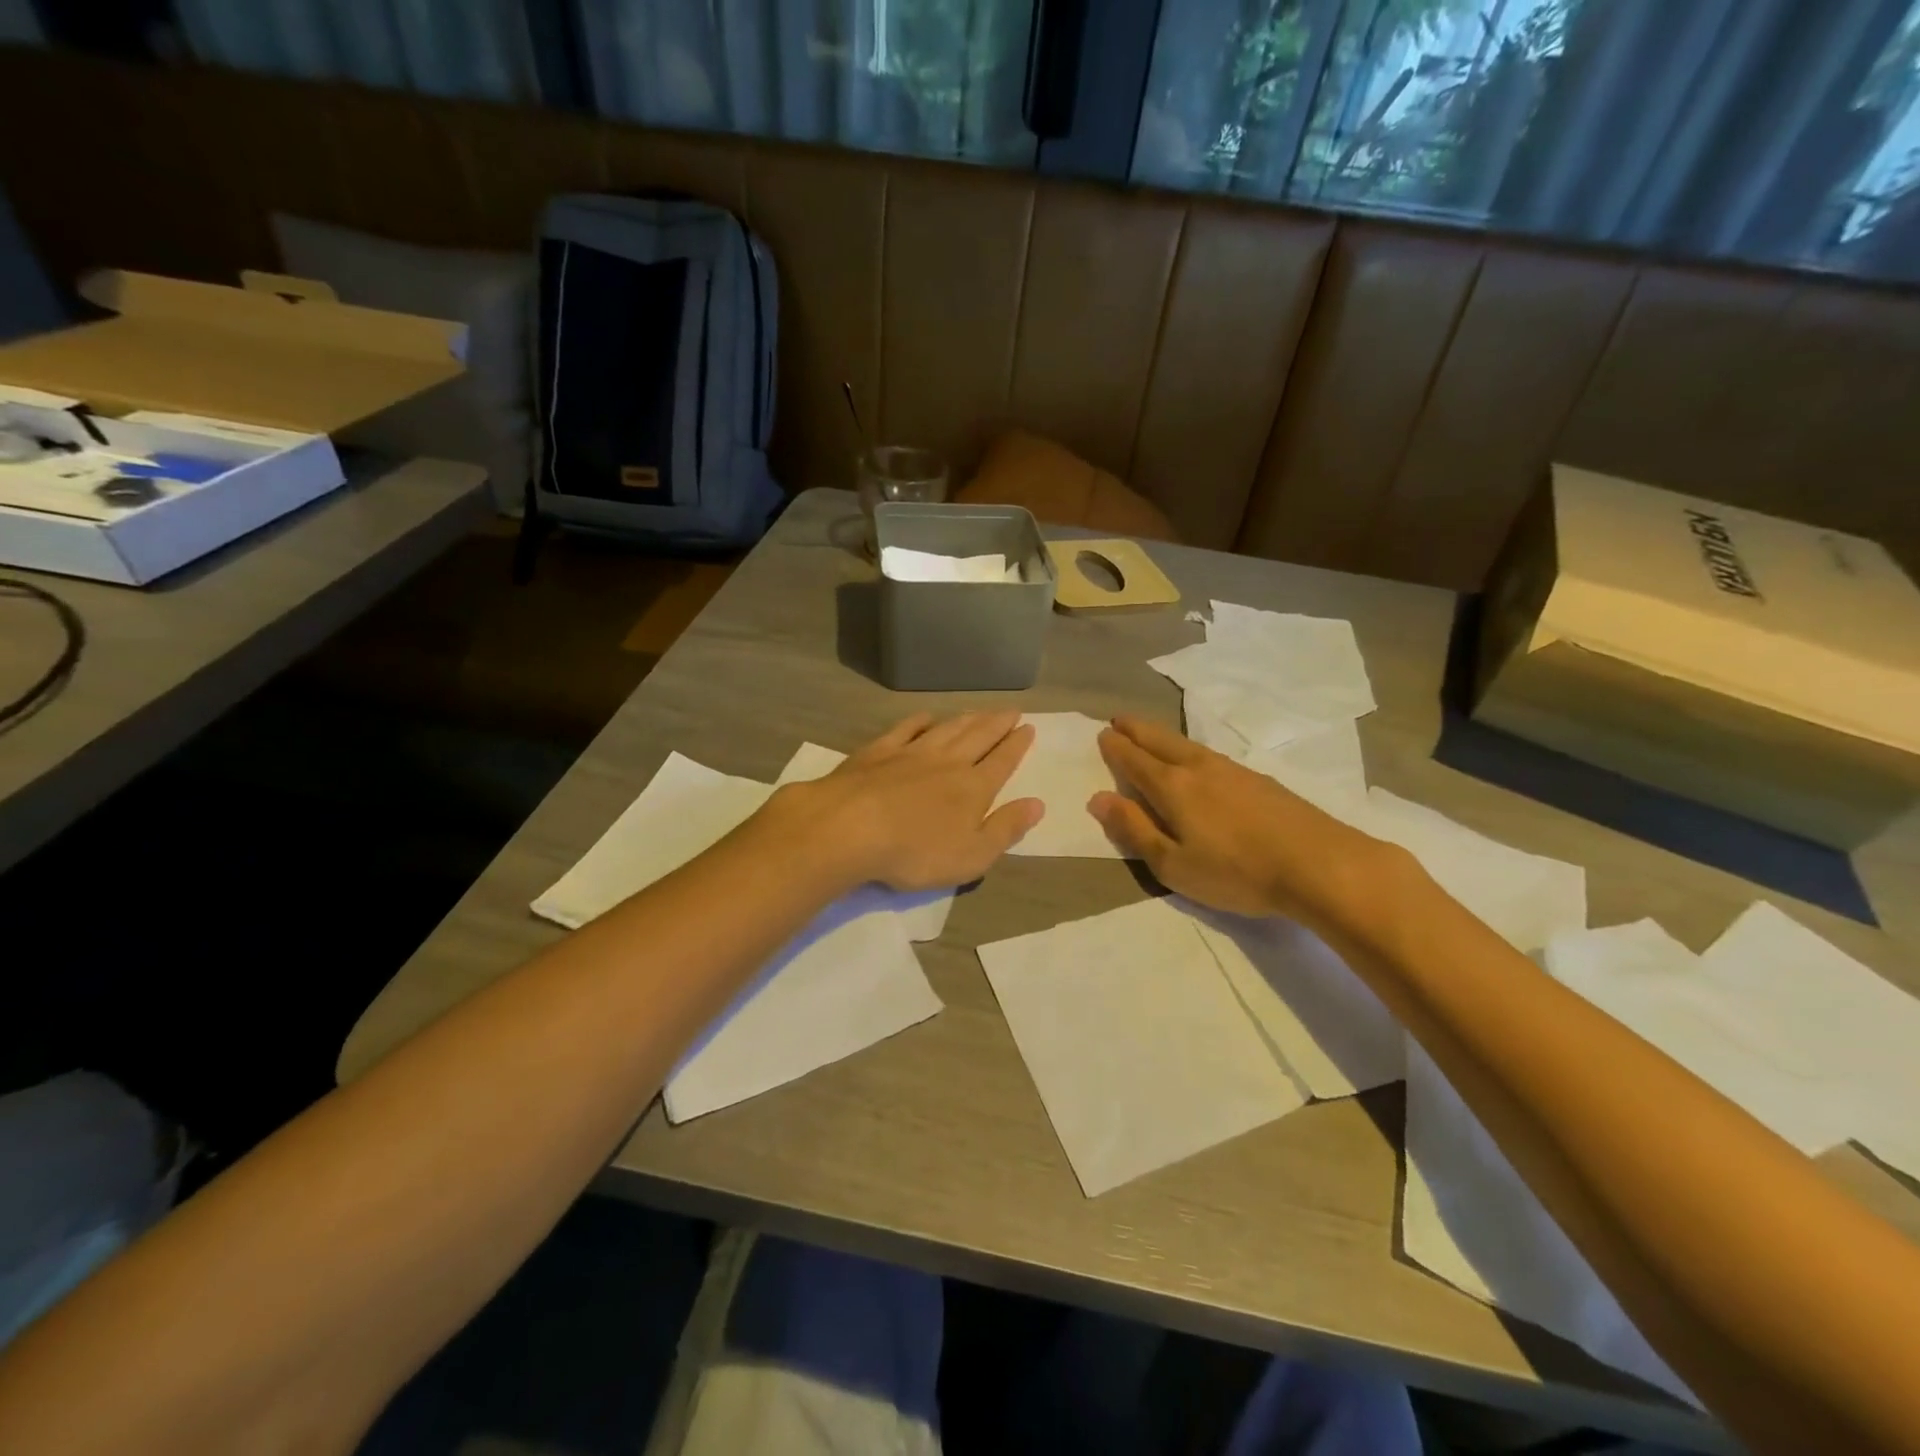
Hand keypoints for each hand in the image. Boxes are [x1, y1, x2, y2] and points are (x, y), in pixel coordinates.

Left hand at [771, 711, 1043, 891]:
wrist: (850, 828)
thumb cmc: (915, 852)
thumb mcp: (972, 855)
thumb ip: (1006, 829)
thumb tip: (1037, 804)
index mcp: (973, 788)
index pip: (1002, 762)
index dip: (1017, 745)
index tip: (1029, 728)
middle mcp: (947, 762)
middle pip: (978, 737)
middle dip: (997, 724)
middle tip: (1012, 710)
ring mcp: (910, 753)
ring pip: (946, 729)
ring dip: (966, 719)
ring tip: (979, 711)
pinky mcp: (877, 752)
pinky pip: (905, 729)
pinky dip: (919, 721)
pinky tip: (926, 717)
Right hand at [1088, 715, 1401, 926]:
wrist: (1318, 864)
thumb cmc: (1236, 871)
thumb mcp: (1173, 863)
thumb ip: (1134, 829)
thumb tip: (1098, 798)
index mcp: (1172, 787)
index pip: (1134, 760)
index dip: (1115, 747)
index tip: (1102, 734)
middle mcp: (1198, 768)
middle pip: (1160, 741)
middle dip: (1136, 729)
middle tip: (1119, 719)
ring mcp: (1232, 770)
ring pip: (1186, 744)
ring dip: (1162, 735)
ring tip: (1150, 734)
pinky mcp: (1258, 780)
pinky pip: (1210, 754)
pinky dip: (1189, 748)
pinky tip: (1196, 759)